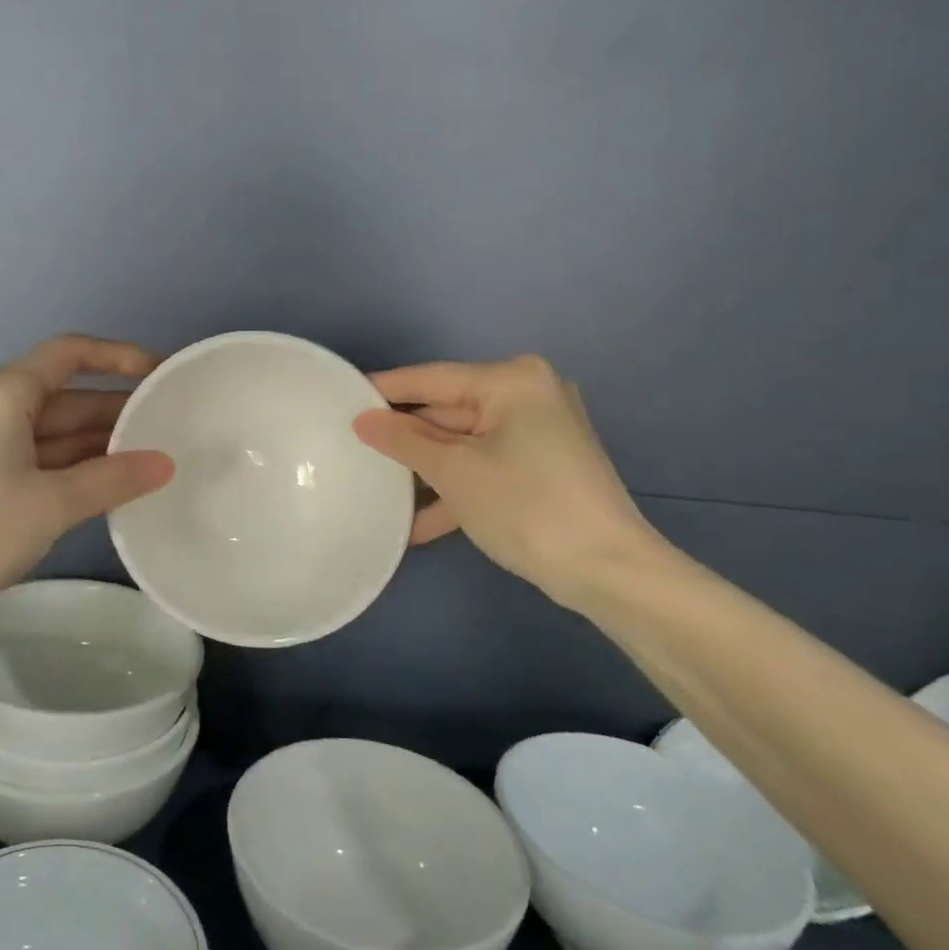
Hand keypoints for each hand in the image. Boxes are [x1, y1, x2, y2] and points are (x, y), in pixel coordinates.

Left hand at [0, 336, 174, 619]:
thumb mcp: (51, 503)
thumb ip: (112, 478)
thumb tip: (165, 463)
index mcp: (8, 393)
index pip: (72, 353)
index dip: (119, 356)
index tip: (162, 375)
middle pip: (70, 396)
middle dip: (120, 411)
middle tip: (175, 430)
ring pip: (60, 433)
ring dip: (103, 445)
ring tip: (159, 461)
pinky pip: (45, 462)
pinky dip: (80, 471)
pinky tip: (117, 488)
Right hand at [353, 356, 661, 607]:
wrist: (608, 570)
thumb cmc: (526, 506)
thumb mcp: (455, 471)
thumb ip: (404, 440)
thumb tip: (363, 420)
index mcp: (512, 381)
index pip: (432, 379)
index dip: (384, 389)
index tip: (341, 396)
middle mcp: (529, 396)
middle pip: (448, 412)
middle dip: (405, 437)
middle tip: (352, 446)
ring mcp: (538, 434)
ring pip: (464, 444)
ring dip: (426, 471)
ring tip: (375, 486)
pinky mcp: (542, 467)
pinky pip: (485, 467)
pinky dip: (456, 490)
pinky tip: (417, 524)